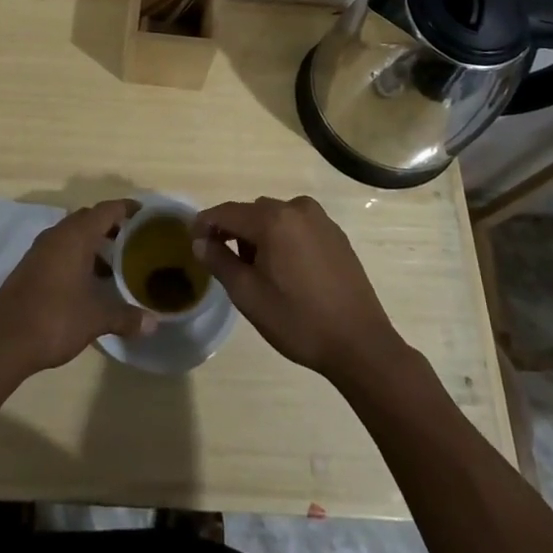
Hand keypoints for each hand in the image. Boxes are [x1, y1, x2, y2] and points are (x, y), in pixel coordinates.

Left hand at [0, 200, 155, 376]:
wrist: (4, 341)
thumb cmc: (55, 319)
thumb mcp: (96, 318)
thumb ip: (126, 317)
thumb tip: (153, 323)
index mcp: (75, 236)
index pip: (107, 210)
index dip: (127, 209)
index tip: (146, 214)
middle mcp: (57, 235)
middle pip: (89, 219)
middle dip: (111, 226)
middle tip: (134, 241)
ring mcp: (40, 250)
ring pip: (72, 235)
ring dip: (93, 244)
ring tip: (115, 265)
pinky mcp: (30, 267)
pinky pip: (60, 250)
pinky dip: (77, 257)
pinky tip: (88, 282)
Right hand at [192, 196, 405, 381]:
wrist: (360, 343)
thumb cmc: (298, 320)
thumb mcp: (249, 295)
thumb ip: (219, 261)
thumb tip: (200, 242)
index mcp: (273, 220)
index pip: (227, 212)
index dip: (205, 224)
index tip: (192, 240)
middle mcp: (296, 208)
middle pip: (252, 212)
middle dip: (235, 232)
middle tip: (227, 264)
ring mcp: (320, 219)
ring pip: (276, 218)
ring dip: (260, 235)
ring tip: (259, 271)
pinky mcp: (335, 234)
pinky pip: (297, 226)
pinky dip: (284, 239)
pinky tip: (287, 271)